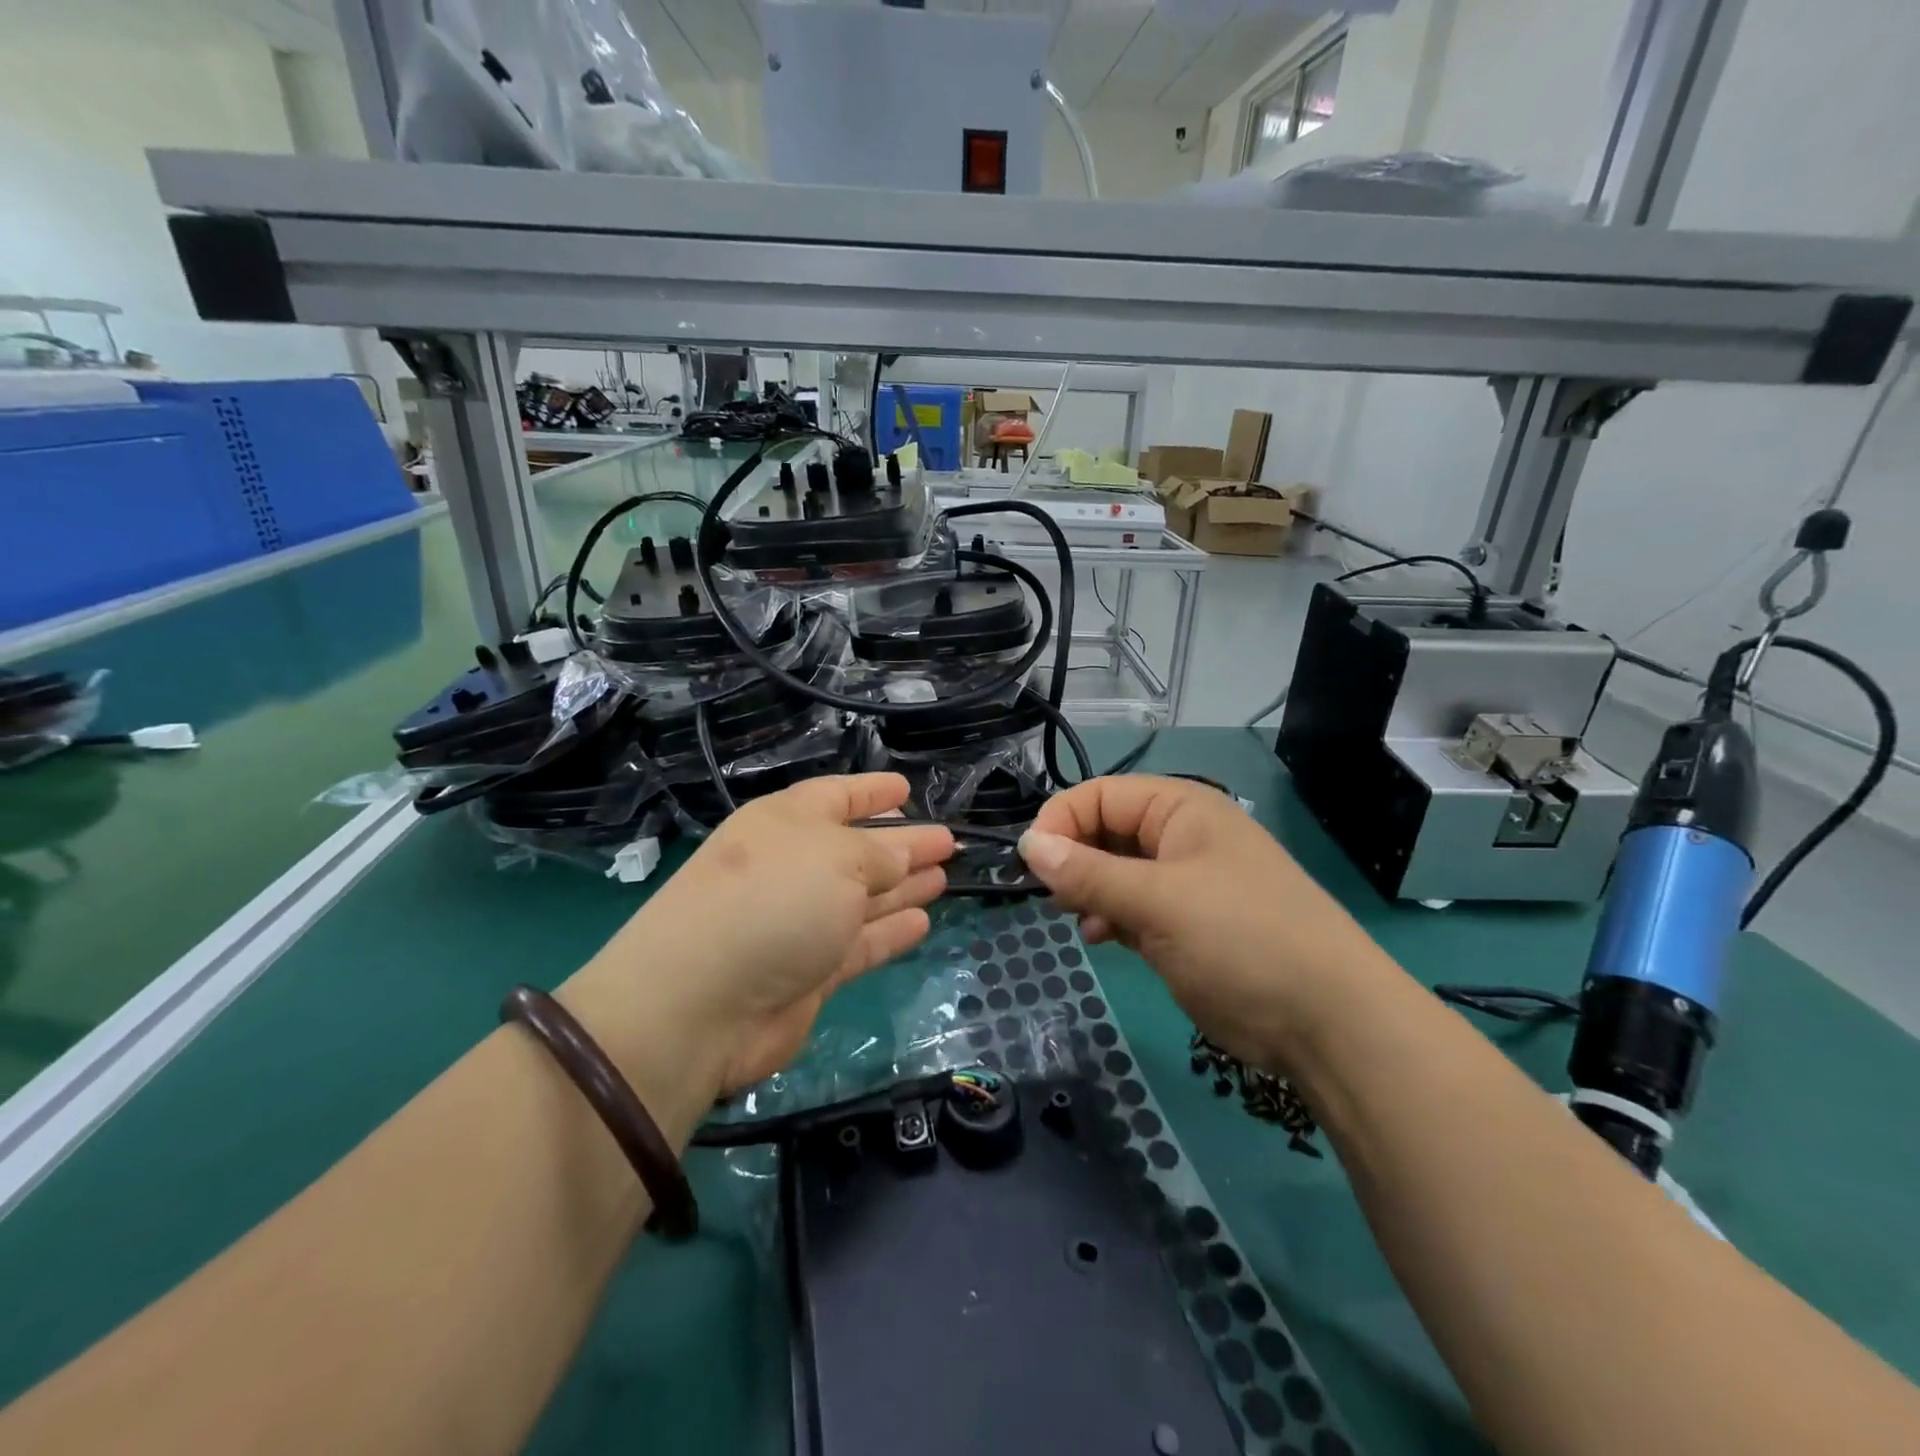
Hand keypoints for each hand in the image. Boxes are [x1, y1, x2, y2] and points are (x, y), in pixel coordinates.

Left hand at [561, 775, 953, 1114]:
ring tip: (944, 876)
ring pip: (864, 897)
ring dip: (904, 886)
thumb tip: (904, 856)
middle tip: (948, 841)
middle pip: (858, 849)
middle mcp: (793, 867)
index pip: (837, 796)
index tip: (908, 788)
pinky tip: (924, 920)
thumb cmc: (773, 901)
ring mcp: (800, 922)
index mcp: (787, 823)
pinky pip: (861, 943)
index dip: (873, 790)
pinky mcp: (810, 971)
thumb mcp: (836, 858)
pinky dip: (891, 932)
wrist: (701, 1003)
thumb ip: (880, 854)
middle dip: (904, 843)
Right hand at [1017, 775, 1393, 1072]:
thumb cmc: (1240, 939)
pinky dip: (1110, 917)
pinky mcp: (1185, 925)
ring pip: (1115, 870)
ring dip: (1089, 890)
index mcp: (1181, 809)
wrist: (1327, 1022)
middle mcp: (1181, 837)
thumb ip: (1088, 872)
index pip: (1101, 794)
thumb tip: (1028, 845)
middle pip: (1106, 830)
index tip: (1031, 862)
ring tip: (1076, 917)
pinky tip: (1102, 938)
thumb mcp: (1158, 900)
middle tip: (1054, 896)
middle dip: (1073, 858)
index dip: (1061, 820)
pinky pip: (1132, 905)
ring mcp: (1184, 882)